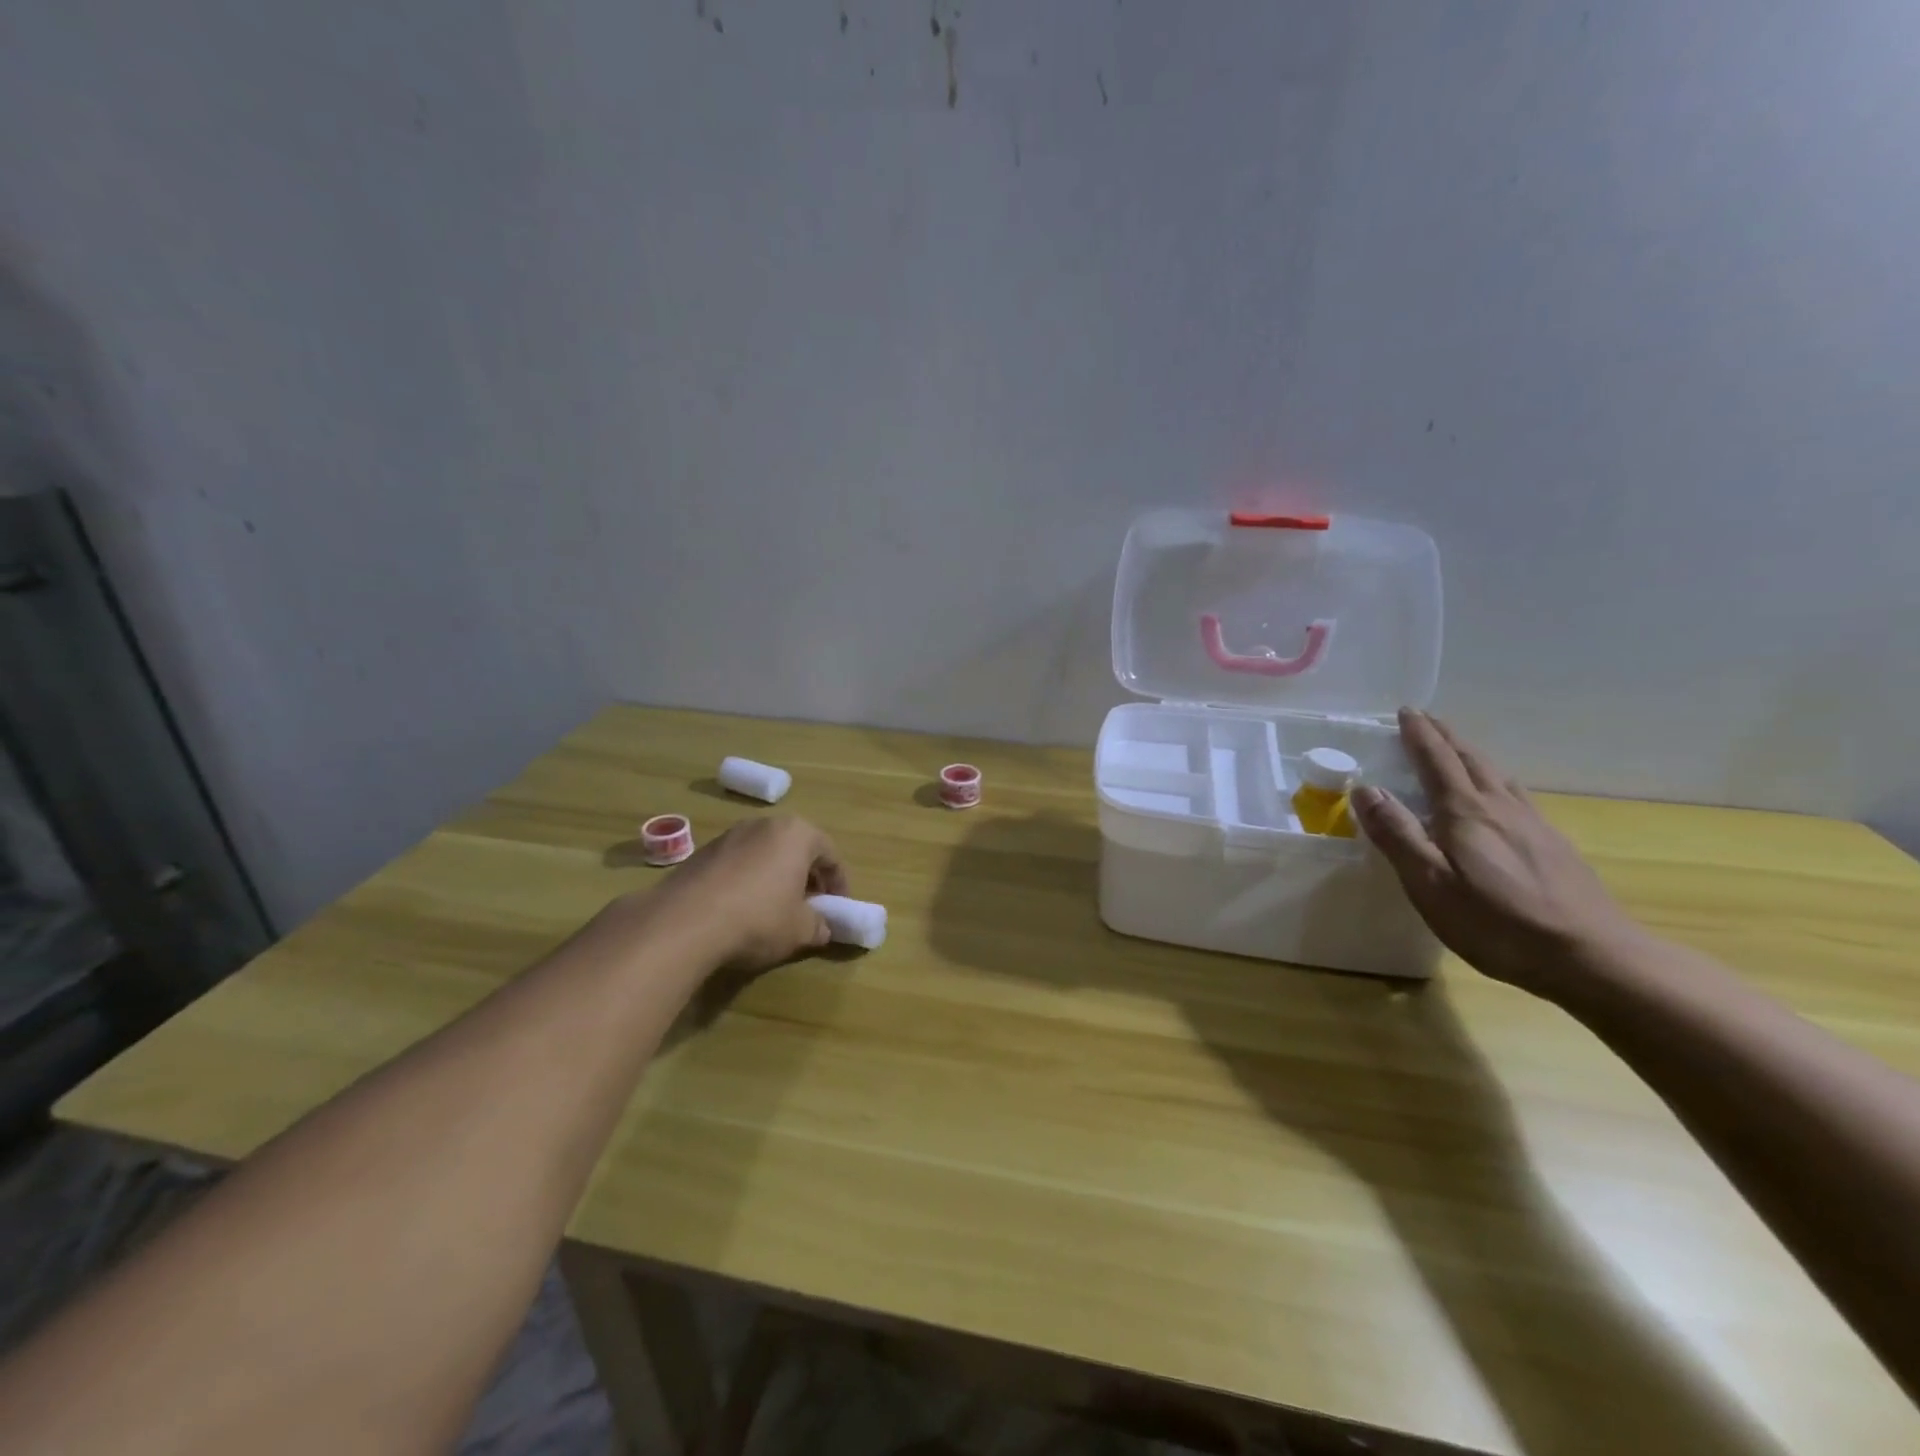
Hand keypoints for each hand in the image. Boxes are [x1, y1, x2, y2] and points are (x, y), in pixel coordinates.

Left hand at [649, 816, 849, 971]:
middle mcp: (764, 824)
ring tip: (774, 909)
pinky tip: (741, 910)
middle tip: (810, 905)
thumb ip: (819, 926)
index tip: (838, 906)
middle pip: (796, 848)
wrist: (684, 923)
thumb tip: (822, 928)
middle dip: (806, 876)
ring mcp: (729, 836)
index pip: (830, 854)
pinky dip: (746, 881)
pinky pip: (737, 864)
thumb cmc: (758, 919)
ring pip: (764, 854)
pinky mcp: (701, 853)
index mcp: (796, 833)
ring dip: (775, 877)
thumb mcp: (800, 930)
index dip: (838, 882)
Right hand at [1351, 709, 1642, 996]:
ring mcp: (1532, 824)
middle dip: (1445, 736)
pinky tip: (1498, 796)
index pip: (1436, 760)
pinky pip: (1515, 796)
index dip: (1419, 734)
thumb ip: (1397, 834)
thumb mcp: (1430, 882)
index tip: (1406, 711)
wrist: (1591, 956)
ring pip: (1497, 775)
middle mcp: (1500, 807)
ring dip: (1471, 755)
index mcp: (1465, 811)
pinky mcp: (1553, 845)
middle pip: (1470, 759)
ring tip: (1456, 749)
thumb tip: (1366, 790)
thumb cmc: (1496, 922)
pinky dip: (1495, 780)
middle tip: (1426, 720)